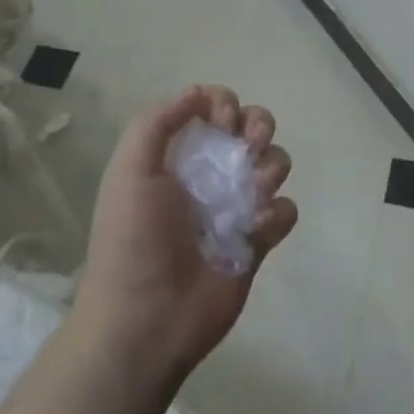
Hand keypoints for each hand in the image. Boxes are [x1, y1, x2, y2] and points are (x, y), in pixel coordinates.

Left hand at [72, 84, 296, 385]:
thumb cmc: (133, 240)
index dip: (224, 103)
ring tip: (252, 191)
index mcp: (177, 155)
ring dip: (270, 167)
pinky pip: (285, 210)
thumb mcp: (129, 171)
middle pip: (252, 127)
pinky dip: (275, 214)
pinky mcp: (257, 241)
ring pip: (274, 164)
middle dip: (259, 125)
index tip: (223, 121)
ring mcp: (236, 207)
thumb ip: (156, 123)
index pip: (212, 107)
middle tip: (247, 146)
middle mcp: (209, 174)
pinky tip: (254, 230)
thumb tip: (198, 93)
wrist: (146, 321)